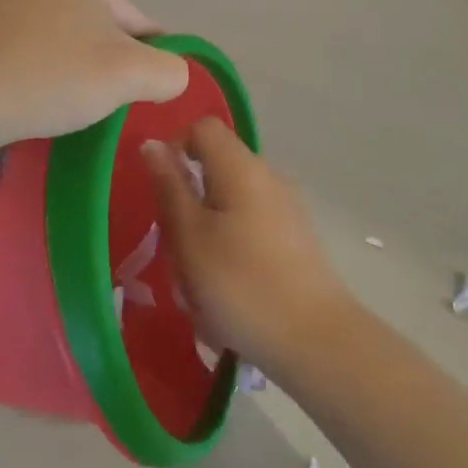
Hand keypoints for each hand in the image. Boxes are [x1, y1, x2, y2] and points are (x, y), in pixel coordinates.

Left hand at [0, 0, 189, 150]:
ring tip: (64, 104)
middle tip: (97, 104)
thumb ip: (170, 71)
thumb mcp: (130, 75)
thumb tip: (172, 74)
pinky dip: (41, 71)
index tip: (137, 96)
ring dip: (74, 70)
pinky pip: (31, 48)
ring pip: (65, 39)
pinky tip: (34, 96)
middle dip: (106, 65)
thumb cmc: (50, 77)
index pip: (136, 21)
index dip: (146, 61)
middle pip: (100, 27)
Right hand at [144, 118, 354, 375]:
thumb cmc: (240, 284)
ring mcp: (287, 206)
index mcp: (242, 166)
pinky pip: (251, 225)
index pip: (203, 128)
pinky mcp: (297, 236)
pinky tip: (229, 291)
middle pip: (217, 166)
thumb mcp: (189, 237)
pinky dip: (232, 246)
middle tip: (176, 246)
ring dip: (208, 230)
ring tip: (200, 279)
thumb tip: (152, 144)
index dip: (176, 147)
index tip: (161, 191)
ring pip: (232, 201)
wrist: (315, 340)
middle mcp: (269, 175)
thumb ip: (169, 186)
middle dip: (189, 199)